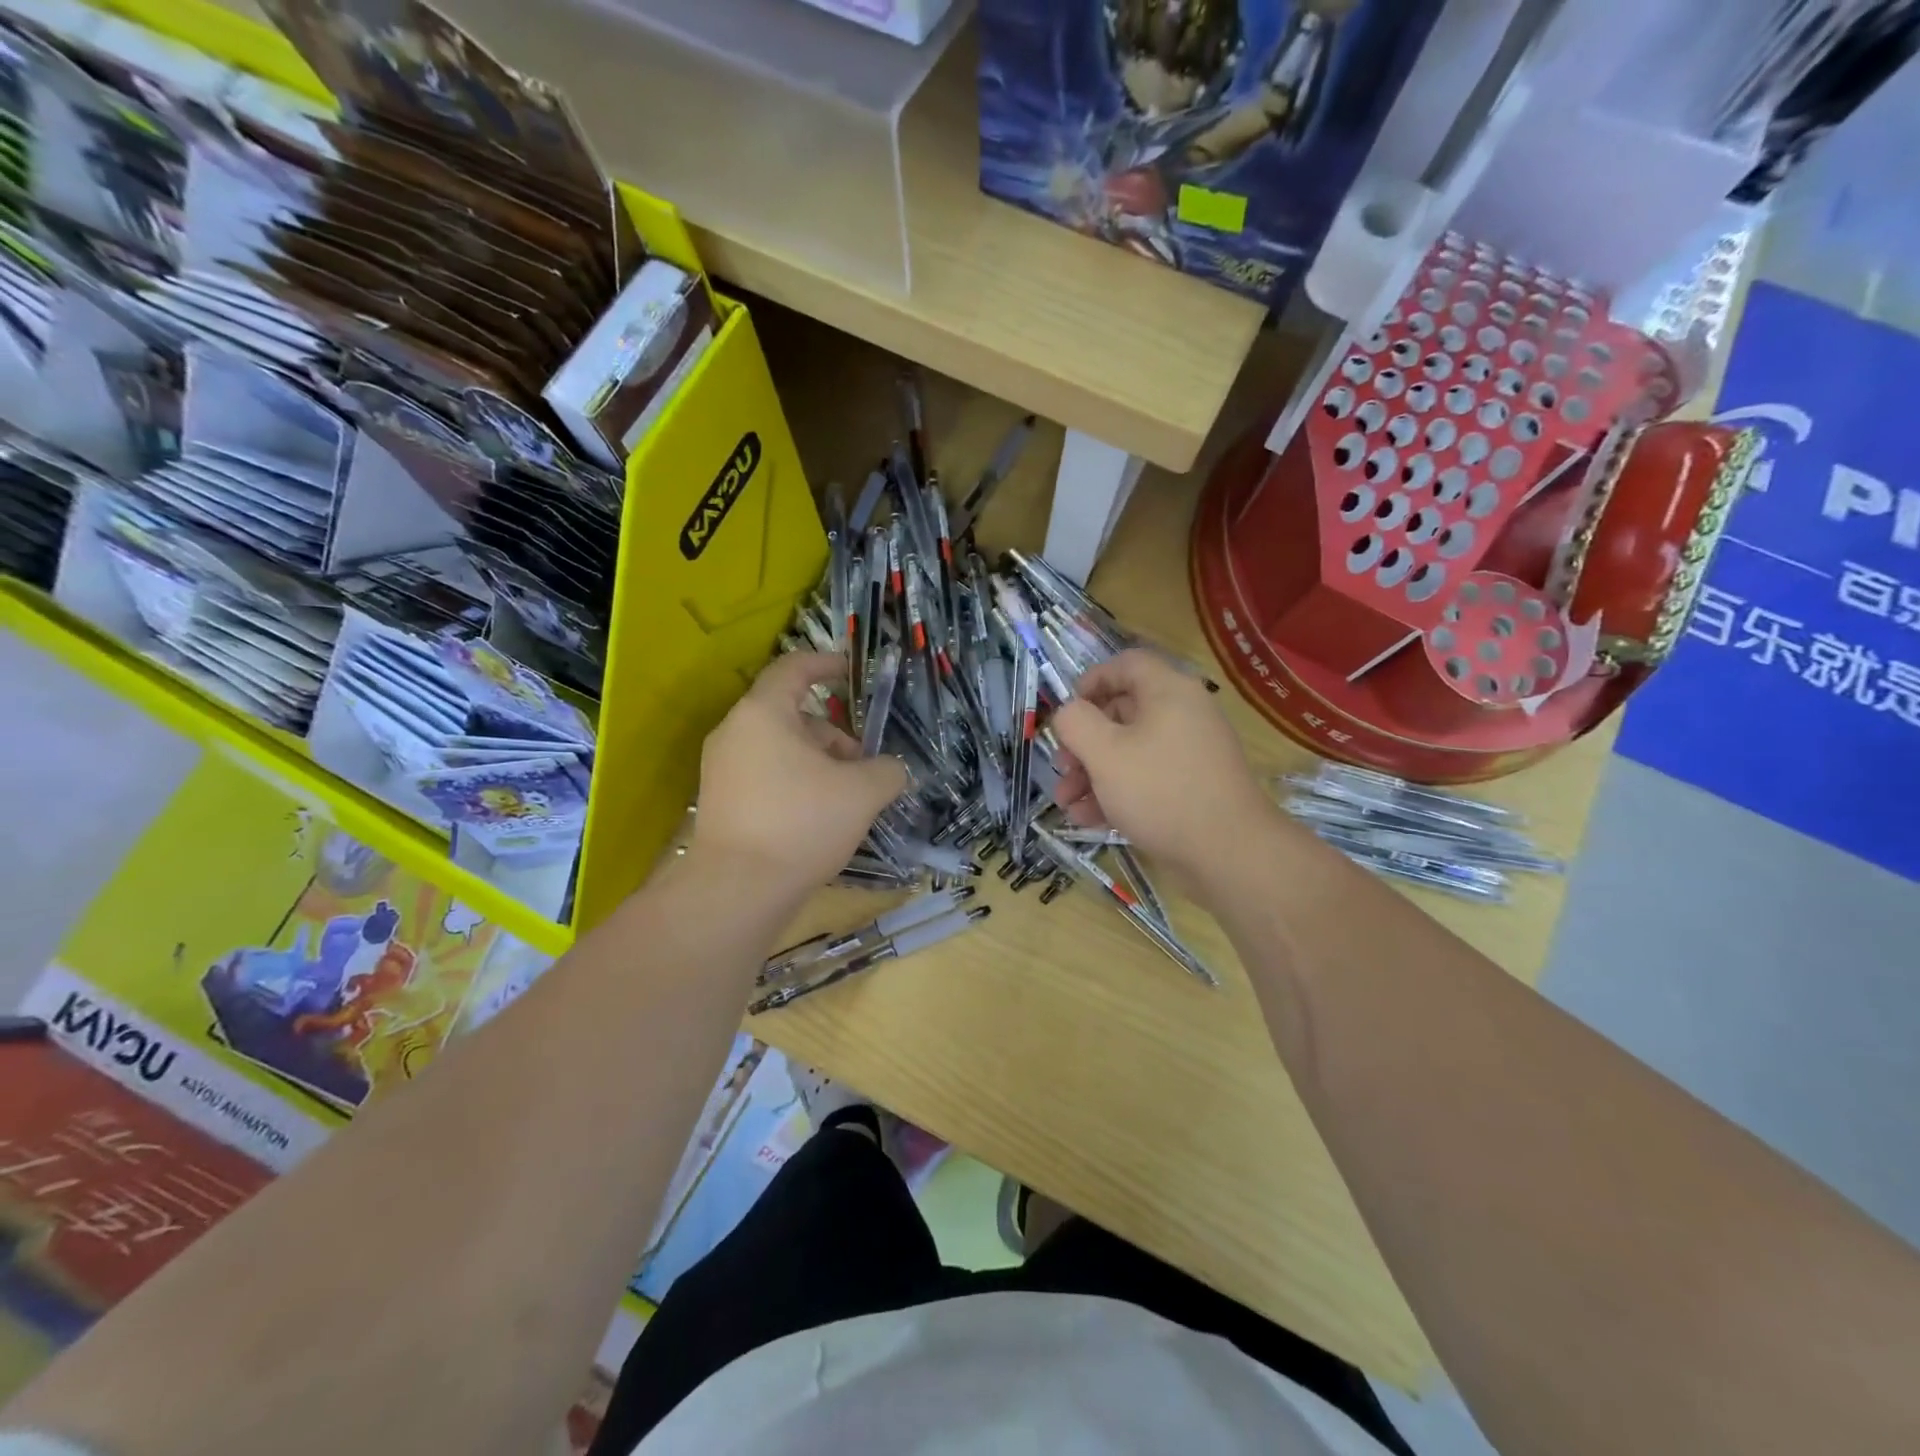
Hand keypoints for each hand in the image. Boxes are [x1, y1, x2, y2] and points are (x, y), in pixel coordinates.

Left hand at [692, 653, 905, 895]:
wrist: (738, 890)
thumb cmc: (802, 823)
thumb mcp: (862, 793)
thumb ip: (887, 770)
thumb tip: (891, 770)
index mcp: (763, 714)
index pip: (793, 668)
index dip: (826, 664)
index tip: (851, 672)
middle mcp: (735, 733)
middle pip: (792, 715)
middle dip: (834, 735)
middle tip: (863, 765)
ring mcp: (722, 769)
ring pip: (780, 748)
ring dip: (818, 762)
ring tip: (846, 798)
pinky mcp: (721, 801)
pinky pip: (766, 775)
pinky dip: (796, 782)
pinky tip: (819, 817)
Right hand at [1051, 649, 1271, 885]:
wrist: (1229, 852)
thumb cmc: (1160, 790)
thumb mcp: (1104, 753)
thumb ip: (1076, 723)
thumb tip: (1069, 712)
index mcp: (1168, 692)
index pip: (1126, 664)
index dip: (1091, 681)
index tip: (1067, 712)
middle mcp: (1183, 714)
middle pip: (1122, 713)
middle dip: (1083, 743)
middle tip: (1062, 770)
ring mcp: (1190, 753)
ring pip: (1130, 751)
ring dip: (1093, 774)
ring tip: (1067, 805)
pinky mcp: (1192, 787)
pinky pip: (1147, 778)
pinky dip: (1117, 793)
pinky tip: (1090, 820)